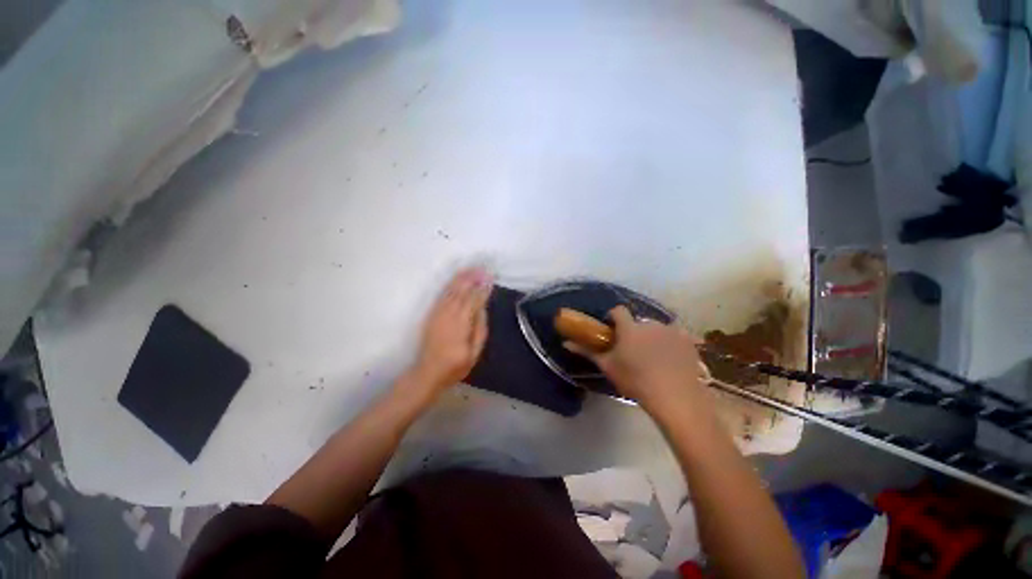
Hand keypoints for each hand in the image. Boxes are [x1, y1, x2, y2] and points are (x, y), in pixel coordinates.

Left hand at [408, 266, 491, 395]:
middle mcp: (449, 314)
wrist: (427, 372)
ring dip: (461, 278)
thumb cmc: (455, 365)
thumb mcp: (474, 352)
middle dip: (472, 278)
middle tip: (482, 267)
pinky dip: (450, 285)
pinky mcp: (432, 313)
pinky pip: (442, 295)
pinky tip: (456, 279)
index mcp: (461, 323)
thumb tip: (482, 308)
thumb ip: (480, 329)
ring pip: (451, 290)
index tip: (490, 277)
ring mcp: (438, 312)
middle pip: (461, 291)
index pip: (474, 300)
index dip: (483, 288)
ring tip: (471, 268)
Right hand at [565, 306, 707, 412]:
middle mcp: (650, 324)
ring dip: (653, 336)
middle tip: (633, 349)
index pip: (618, 310)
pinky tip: (672, 359)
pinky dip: (671, 343)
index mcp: (630, 328)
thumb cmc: (635, 380)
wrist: (674, 397)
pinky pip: (676, 335)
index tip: (612, 329)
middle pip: (638, 321)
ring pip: (657, 328)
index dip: (613, 317)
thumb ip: (587, 352)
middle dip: (634, 331)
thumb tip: (565, 343)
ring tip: (654, 356)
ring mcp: (671, 331)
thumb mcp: (608, 367)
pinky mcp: (688, 340)